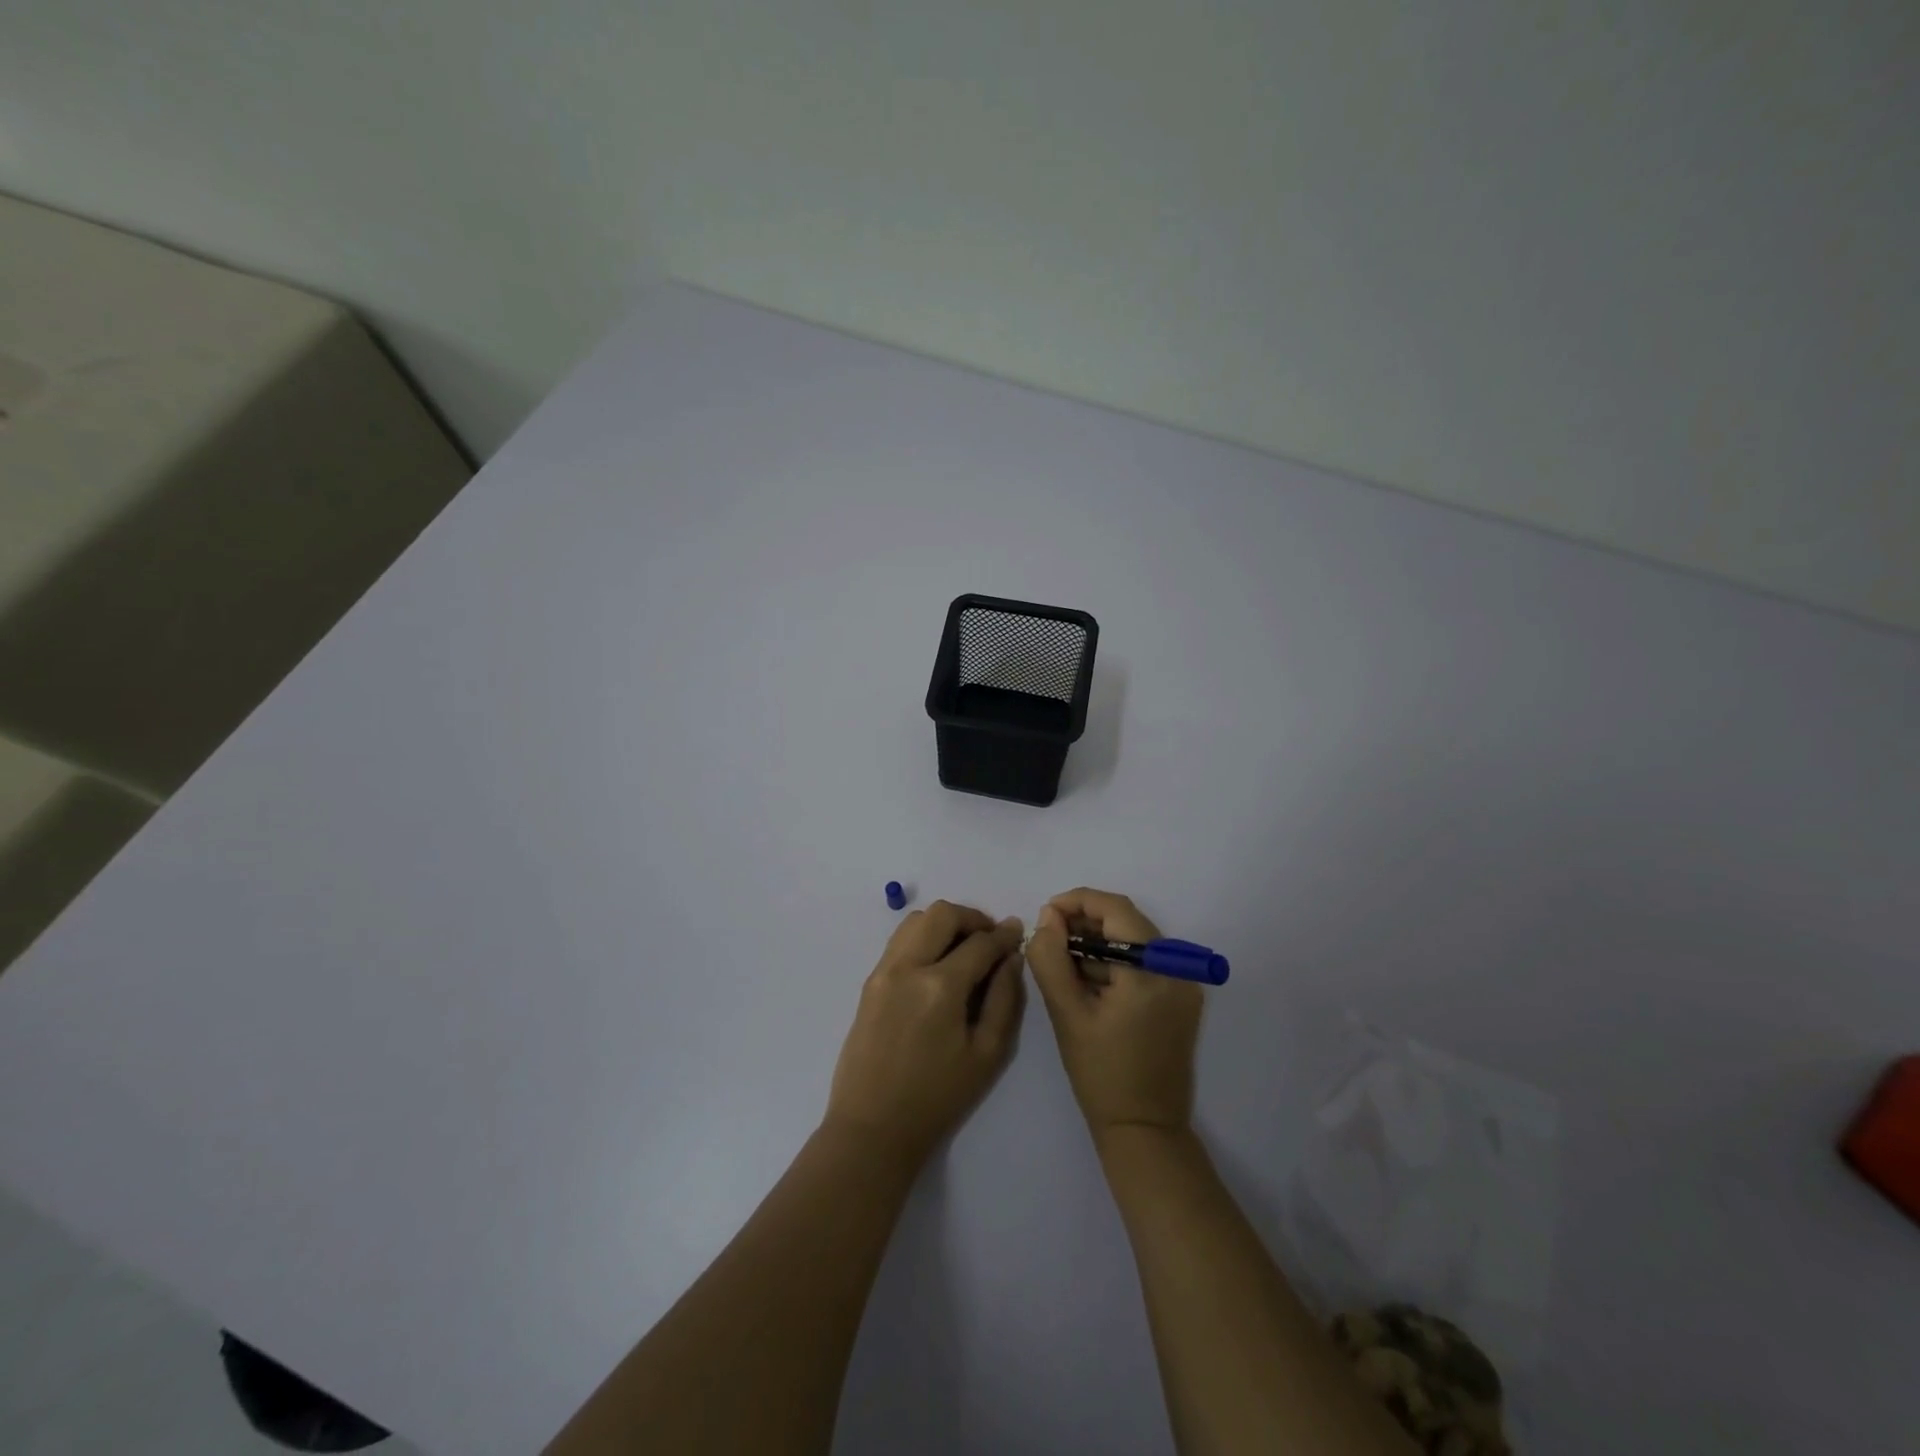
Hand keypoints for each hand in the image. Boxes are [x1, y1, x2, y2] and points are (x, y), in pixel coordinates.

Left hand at [824, 901, 1025, 1165]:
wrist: (873, 1126)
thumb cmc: (938, 1097)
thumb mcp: (987, 1054)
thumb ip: (1005, 999)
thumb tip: (1012, 958)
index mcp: (940, 987)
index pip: (980, 943)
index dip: (1004, 935)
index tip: (1017, 932)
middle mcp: (908, 967)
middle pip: (943, 914)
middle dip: (973, 918)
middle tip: (991, 939)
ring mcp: (884, 971)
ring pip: (916, 919)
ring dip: (945, 923)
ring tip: (963, 948)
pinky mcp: (870, 981)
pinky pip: (899, 939)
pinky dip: (923, 936)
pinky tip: (937, 962)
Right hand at [1027, 888, 1203, 1142]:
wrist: (1145, 1130)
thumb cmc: (1101, 1074)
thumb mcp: (1066, 1014)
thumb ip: (1051, 959)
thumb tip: (1048, 918)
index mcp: (1151, 971)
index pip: (1116, 909)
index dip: (1078, 901)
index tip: (1045, 913)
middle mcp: (1176, 970)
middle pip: (1128, 922)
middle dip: (1086, 921)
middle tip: (1050, 936)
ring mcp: (1183, 985)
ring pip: (1135, 941)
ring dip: (1099, 942)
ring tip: (1063, 960)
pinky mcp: (1181, 1000)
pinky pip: (1145, 963)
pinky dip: (1116, 961)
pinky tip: (1088, 979)